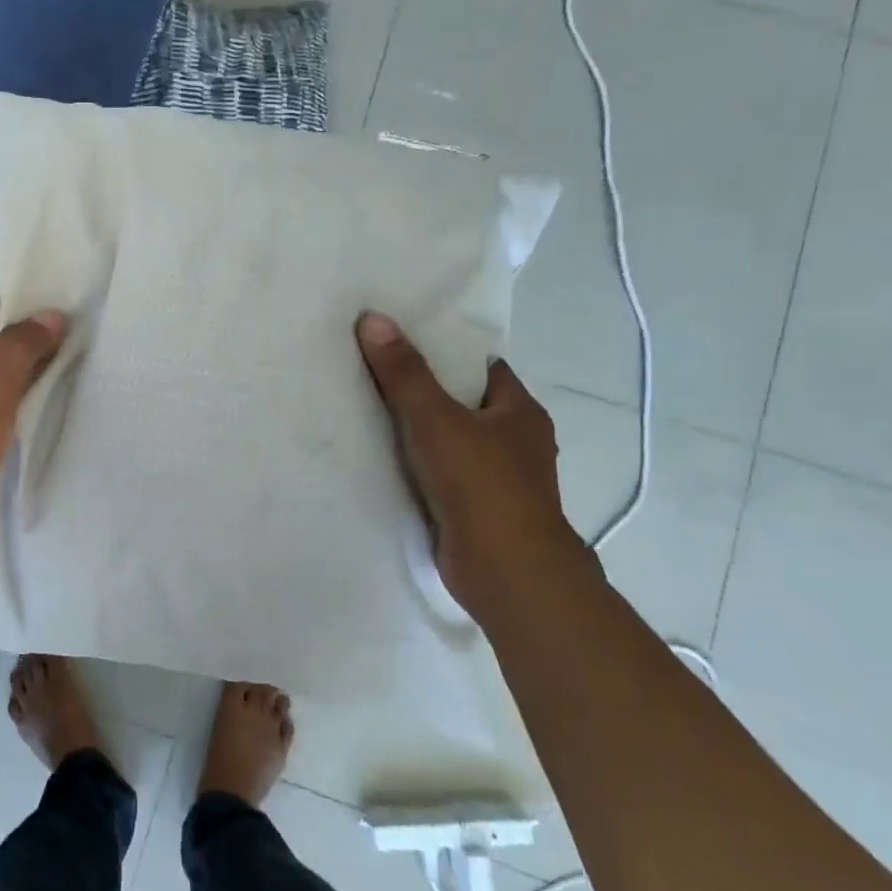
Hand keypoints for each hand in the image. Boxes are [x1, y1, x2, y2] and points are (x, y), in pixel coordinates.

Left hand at [0, 288, 65, 577]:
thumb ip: (22, 346)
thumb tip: (53, 315)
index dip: (6, 293)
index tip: (49, 287)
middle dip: (24, 331)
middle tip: (72, 321)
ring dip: (27, 367)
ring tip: (72, 353)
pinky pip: (0, 410)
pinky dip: (24, 400)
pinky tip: (53, 399)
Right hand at [355, 310, 595, 623]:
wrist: (506, 571)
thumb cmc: (481, 484)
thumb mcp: (435, 419)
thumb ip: (404, 373)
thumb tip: (374, 318)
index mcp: (520, 413)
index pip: (484, 369)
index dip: (449, 354)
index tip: (407, 344)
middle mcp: (517, 443)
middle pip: (467, 406)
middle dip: (429, 394)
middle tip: (378, 375)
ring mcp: (500, 481)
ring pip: (455, 443)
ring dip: (423, 435)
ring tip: (371, 414)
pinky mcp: (479, 512)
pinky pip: (445, 477)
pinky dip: (421, 469)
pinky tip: (386, 463)